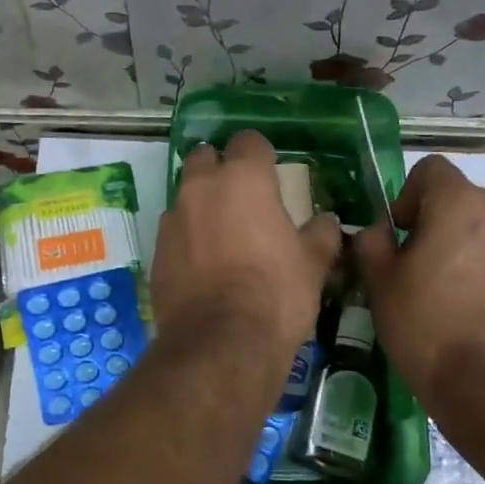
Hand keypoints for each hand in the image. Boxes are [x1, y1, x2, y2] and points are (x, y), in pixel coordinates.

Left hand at [153, 131, 342, 356]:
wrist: (220, 342)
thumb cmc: (276, 293)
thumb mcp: (312, 264)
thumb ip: (321, 234)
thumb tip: (327, 222)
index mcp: (243, 178)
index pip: (248, 141)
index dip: (260, 154)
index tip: (270, 172)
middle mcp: (201, 187)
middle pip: (205, 157)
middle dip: (220, 168)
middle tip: (241, 197)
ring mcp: (173, 218)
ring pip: (185, 194)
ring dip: (201, 204)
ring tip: (221, 234)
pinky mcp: (156, 250)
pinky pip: (173, 230)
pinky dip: (187, 237)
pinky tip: (202, 264)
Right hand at [354, 154, 484, 393]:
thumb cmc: (427, 328)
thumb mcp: (379, 283)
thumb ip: (372, 241)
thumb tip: (379, 230)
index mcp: (461, 204)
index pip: (432, 170)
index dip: (411, 196)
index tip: (406, 234)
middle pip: (472, 204)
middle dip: (452, 228)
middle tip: (436, 273)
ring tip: (473, 298)